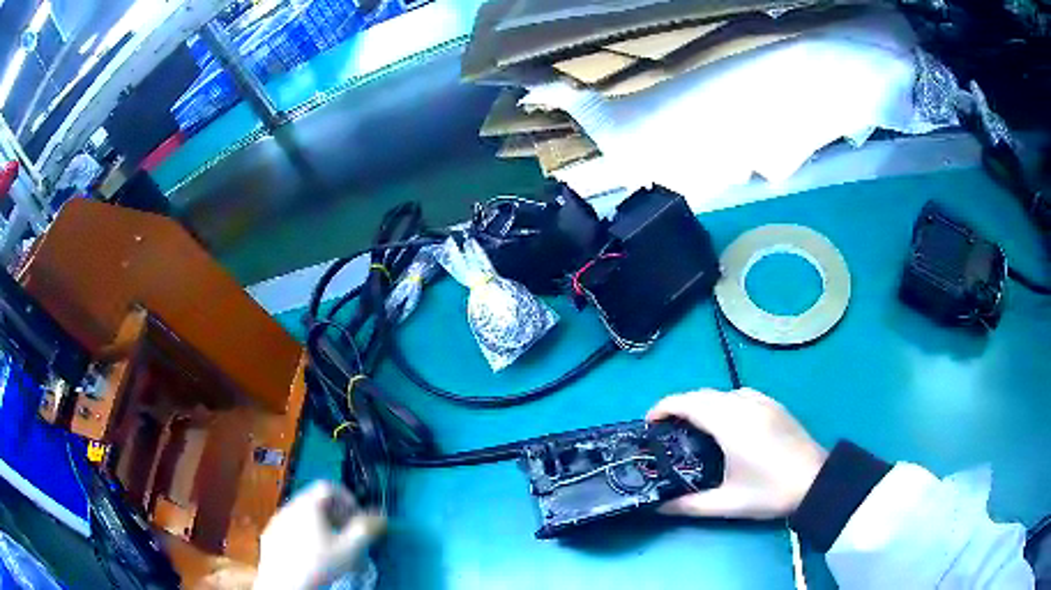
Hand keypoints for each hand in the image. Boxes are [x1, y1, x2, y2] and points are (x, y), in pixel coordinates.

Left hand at [254, 481, 384, 589]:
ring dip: (320, 526)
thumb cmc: (319, 562)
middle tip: (347, 534)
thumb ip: (366, 529)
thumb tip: (381, 515)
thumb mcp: (350, 548)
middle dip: (335, 515)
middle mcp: (290, 505)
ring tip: (330, 547)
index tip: (357, 518)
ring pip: (302, 515)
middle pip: (315, 501)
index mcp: (308, 503)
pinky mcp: (269, 535)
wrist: (284, 581)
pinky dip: (303, 535)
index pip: (329, 486)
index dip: (347, 498)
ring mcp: (277, 520)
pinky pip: (290, 527)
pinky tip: (310, 555)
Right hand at [647, 388, 826, 519]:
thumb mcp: (727, 503)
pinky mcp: (774, 405)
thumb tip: (657, 507)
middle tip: (666, 430)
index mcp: (730, 424)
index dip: (664, 407)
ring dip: (702, 403)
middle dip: (679, 406)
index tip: (649, 423)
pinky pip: (740, 394)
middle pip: (702, 394)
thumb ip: (688, 505)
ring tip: (693, 427)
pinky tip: (726, 423)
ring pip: (721, 392)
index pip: (689, 403)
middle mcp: (744, 405)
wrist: (816, 482)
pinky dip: (723, 402)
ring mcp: (762, 402)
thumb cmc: (770, 493)